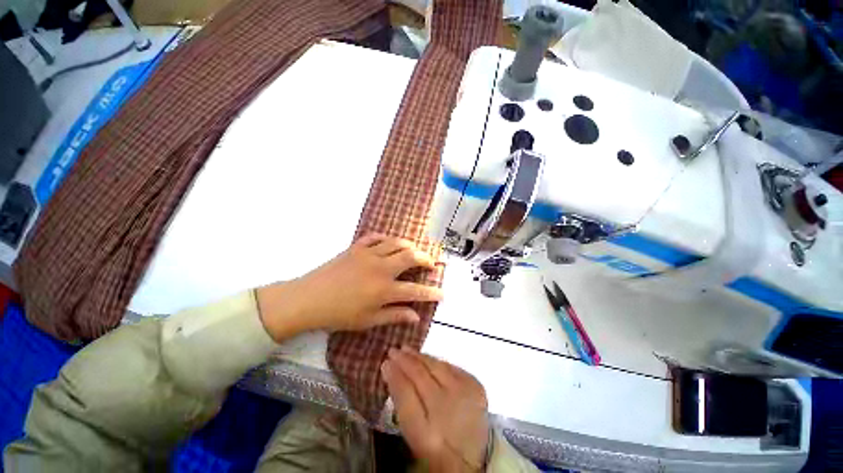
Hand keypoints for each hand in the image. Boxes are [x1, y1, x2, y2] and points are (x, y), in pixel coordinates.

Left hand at [256, 234, 442, 340]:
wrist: (307, 299)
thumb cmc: (338, 315)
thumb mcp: (368, 321)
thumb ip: (394, 316)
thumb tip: (416, 316)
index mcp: (384, 289)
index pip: (415, 290)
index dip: (431, 293)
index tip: (442, 294)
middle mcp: (381, 268)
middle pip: (411, 256)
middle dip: (426, 259)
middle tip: (431, 263)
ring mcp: (368, 254)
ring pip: (396, 242)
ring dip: (409, 245)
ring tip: (414, 251)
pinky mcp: (356, 247)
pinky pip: (376, 237)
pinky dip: (387, 238)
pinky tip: (390, 243)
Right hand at [382, 347, 490, 472]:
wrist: (472, 454)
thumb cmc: (436, 443)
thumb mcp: (413, 430)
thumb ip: (401, 400)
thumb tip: (389, 368)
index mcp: (428, 430)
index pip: (406, 392)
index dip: (394, 374)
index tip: (384, 362)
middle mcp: (448, 407)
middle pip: (421, 375)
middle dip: (405, 360)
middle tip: (393, 350)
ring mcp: (465, 393)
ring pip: (436, 366)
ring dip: (420, 357)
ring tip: (407, 350)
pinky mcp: (475, 385)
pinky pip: (451, 366)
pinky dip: (437, 361)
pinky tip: (427, 358)